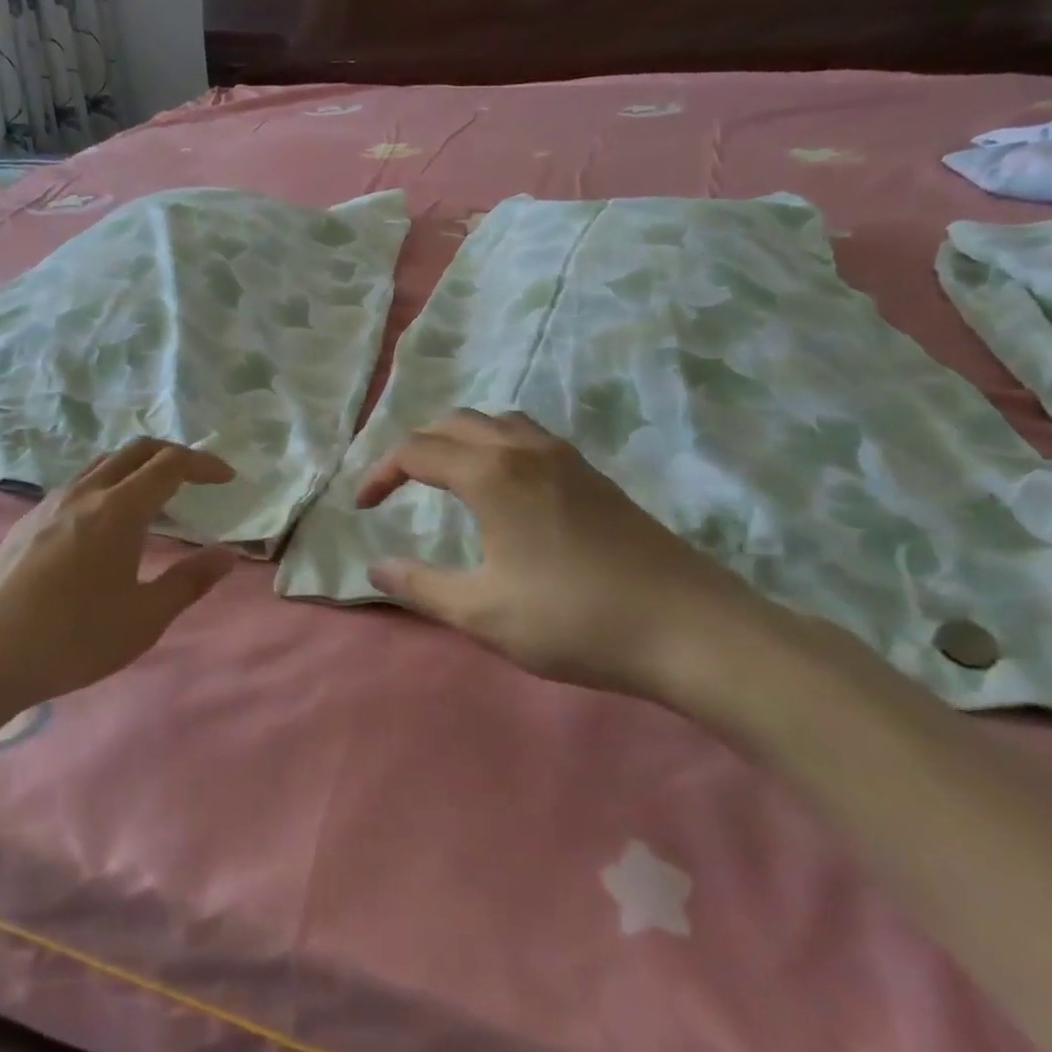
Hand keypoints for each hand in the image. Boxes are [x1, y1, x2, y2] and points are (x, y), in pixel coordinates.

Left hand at [0, 439, 237, 708]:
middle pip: (135, 451)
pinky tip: (106, 522)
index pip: (169, 464)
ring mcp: (49, 504)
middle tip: (196, 478)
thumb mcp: (143, 618)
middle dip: (172, 455)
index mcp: (117, 510)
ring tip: (155, 497)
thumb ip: (190, 581)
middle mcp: (83, 493)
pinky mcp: (27, 521)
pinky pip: (78, 484)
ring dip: (136, 467)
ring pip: (102, 464)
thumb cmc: (73, 639)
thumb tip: (226, 555)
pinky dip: (108, 484)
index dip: (203, 464)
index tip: (226, 478)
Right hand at [359, 410, 776, 707]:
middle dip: (415, 449)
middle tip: (396, 489)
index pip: (416, 451)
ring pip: (496, 422)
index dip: (380, 474)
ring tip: (445, 479)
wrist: (690, 629)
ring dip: (458, 440)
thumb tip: (375, 567)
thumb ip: (419, 586)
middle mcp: (525, 450)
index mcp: (491, 475)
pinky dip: (496, 447)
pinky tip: (504, 491)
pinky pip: (528, 437)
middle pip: (454, 423)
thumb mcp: (481, 613)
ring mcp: (566, 459)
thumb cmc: (573, 620)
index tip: (361, 507)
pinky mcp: (594, 476)